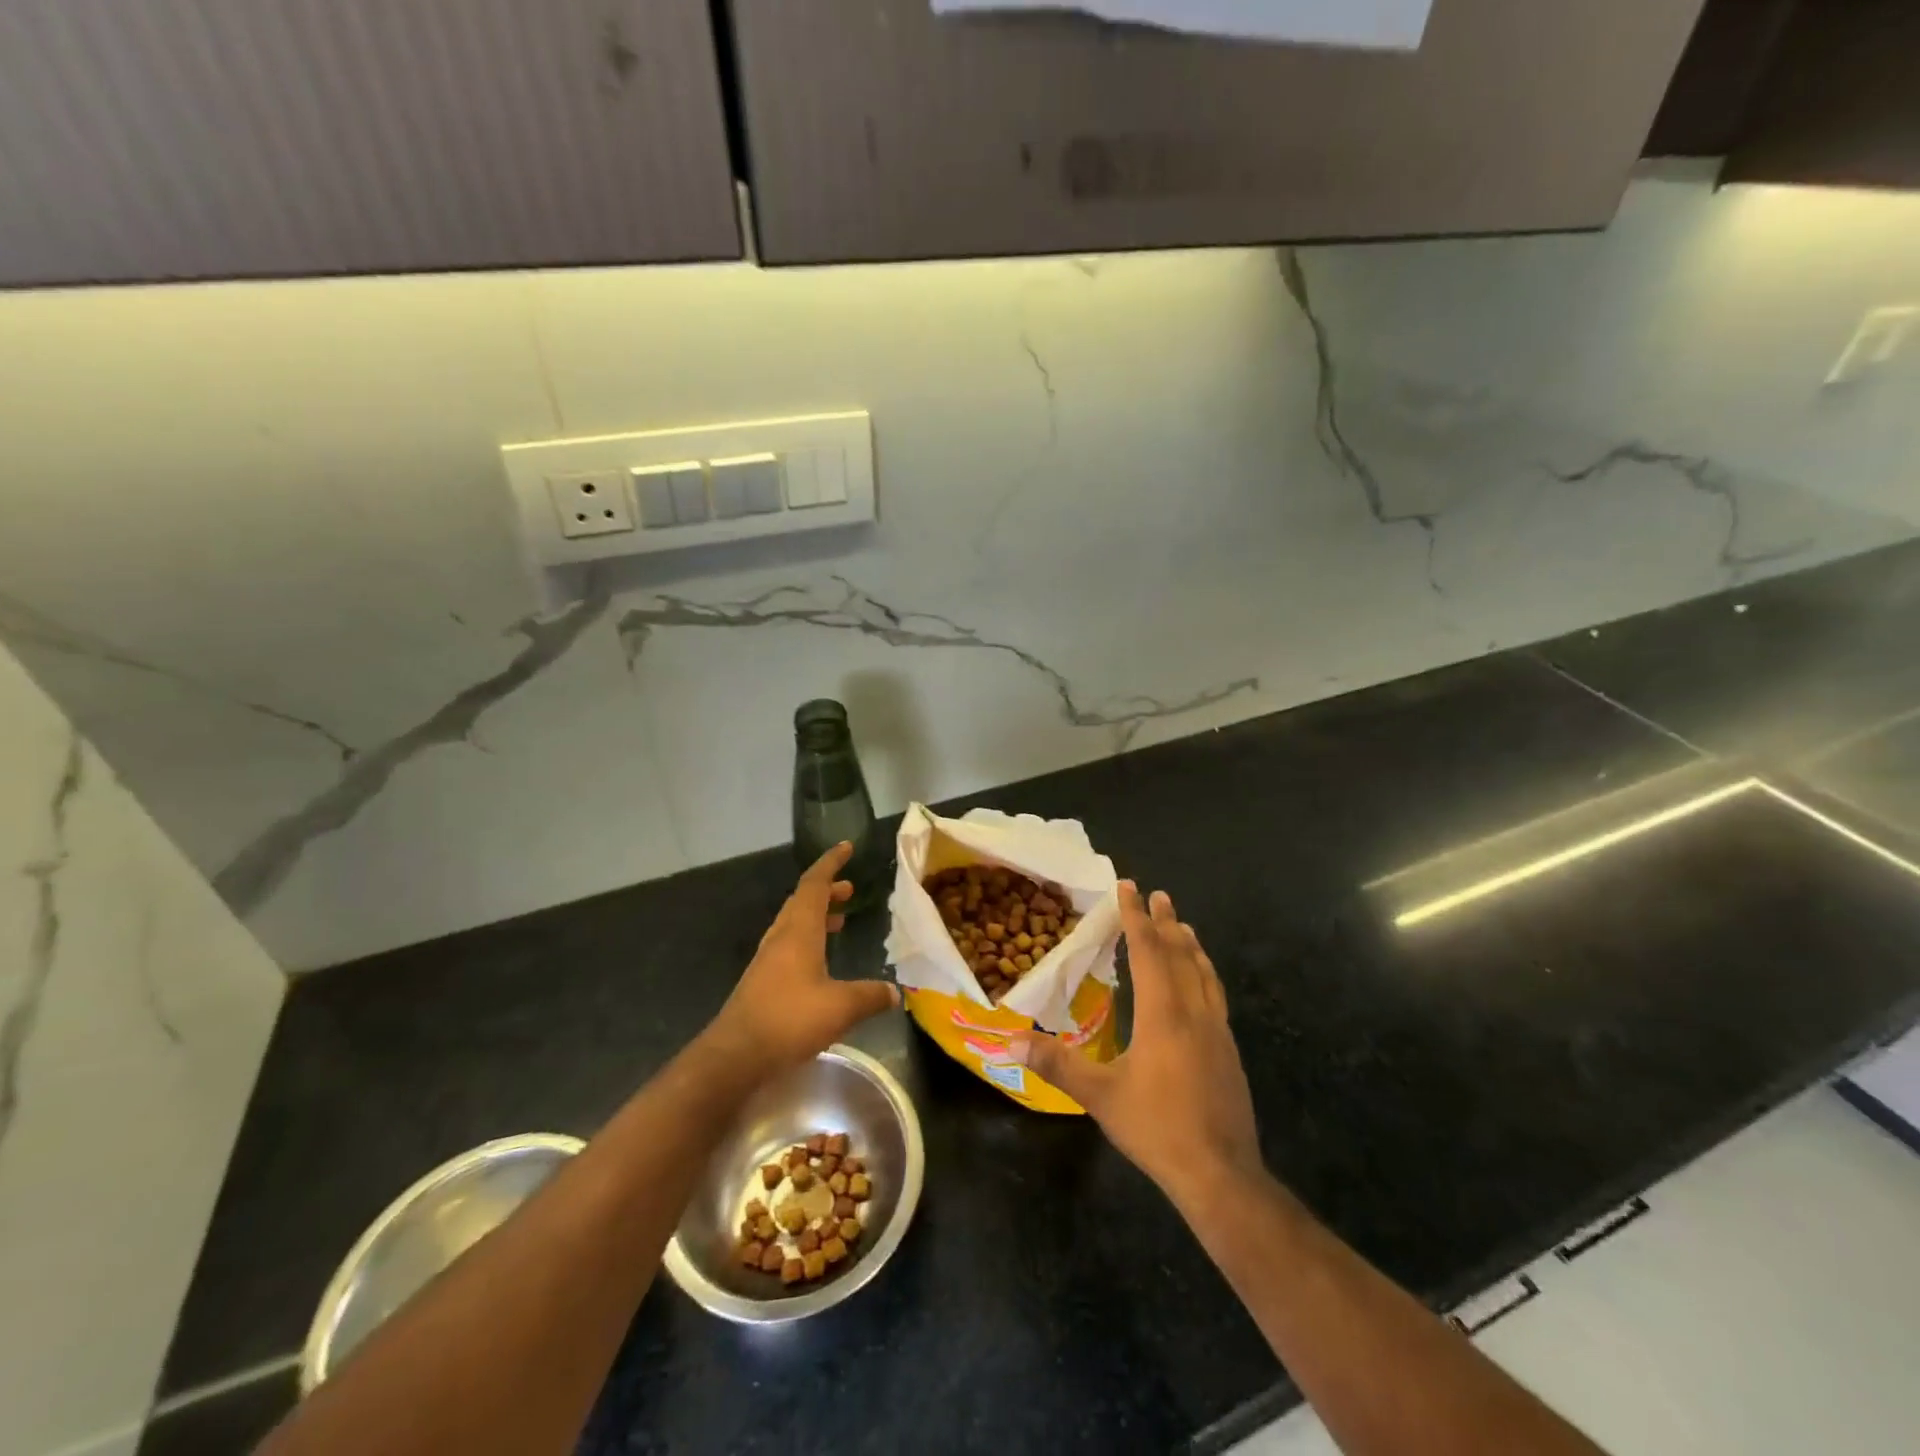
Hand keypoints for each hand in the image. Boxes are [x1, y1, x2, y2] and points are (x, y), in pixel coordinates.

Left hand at [708, 842, 898, 1068]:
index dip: (831, 863)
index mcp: (798, 930)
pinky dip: (809, 939)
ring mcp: (768, 959)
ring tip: (841, 920)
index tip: (847, 847)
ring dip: (817, 915)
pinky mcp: (763, 981)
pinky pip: (789, 945)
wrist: (735, 1055)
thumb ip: (871, 996)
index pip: (815, 884)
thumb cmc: (789, 1019)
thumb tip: (896, 992)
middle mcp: (781, 937)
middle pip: (802, 900)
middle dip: (827, 890)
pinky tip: (821, 962)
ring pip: (794, 923)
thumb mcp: (841, 1007)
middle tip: (850, 889)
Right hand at [1012, 882, 1260, 1202]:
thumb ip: (1056, 1064)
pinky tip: (1202, 983)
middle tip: (1159, 895)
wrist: (1221, 1174)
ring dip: (1190, 945)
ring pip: (1204, 974)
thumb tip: (1009, 1042)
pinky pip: (1215, 995)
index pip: (1149, 952)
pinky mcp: (1229, 1052)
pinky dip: (1205, 973)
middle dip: (1166, 922)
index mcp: (1163, 1014)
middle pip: (1180, 955)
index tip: (1129, 887)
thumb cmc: (1156, 1127)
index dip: (1136, 918)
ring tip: (1184, 927)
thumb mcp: (1099, 1096)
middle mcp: (1194, 1012)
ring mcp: (1217, 1032)